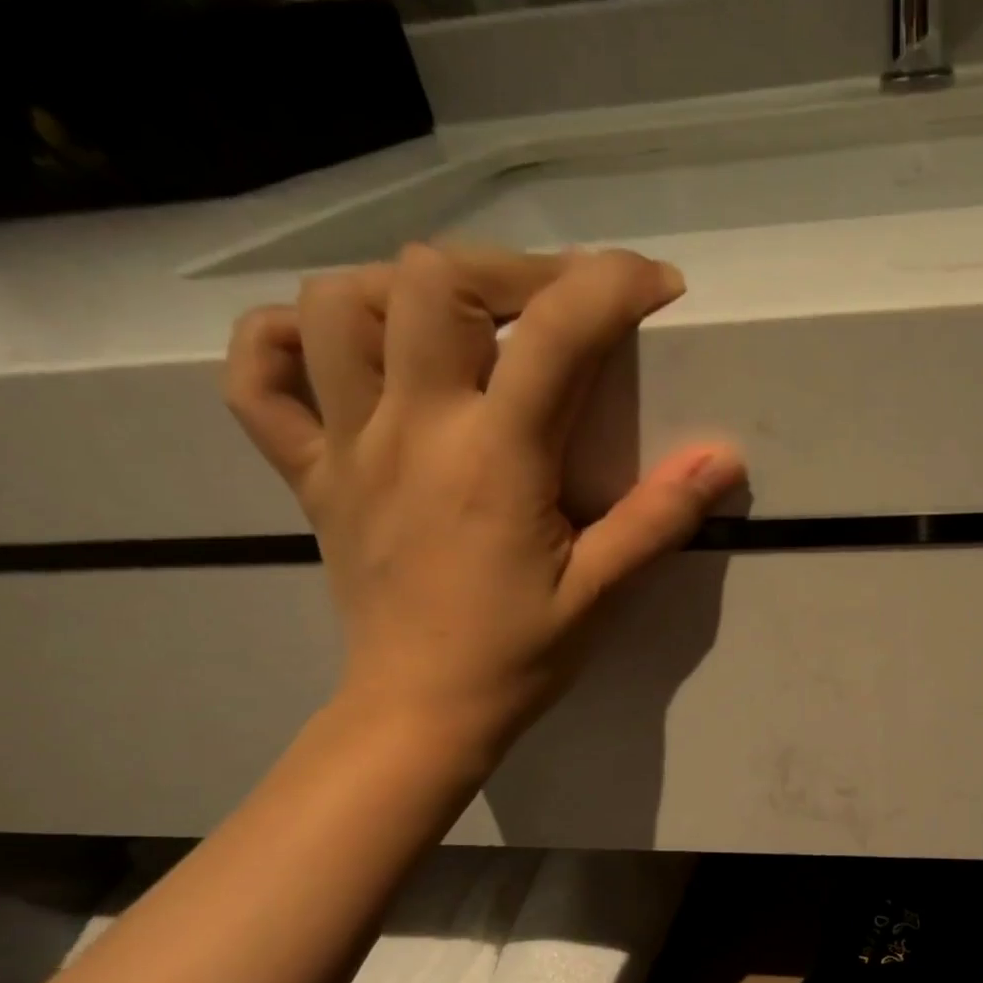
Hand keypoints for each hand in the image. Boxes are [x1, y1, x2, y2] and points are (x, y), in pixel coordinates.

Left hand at [222, 243, 743, 767]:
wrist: (421, 713)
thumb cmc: (517, 657)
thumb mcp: (600, 593)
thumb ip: (658, 519)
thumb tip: (723, 459)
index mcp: (494, 459)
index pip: (555, 332)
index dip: (613, 285)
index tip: (656, 289)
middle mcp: (412, 430)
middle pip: (433, 279)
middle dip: (510, 269)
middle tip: (558, 309)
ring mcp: (348, 447)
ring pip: (341, 304)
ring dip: (409, 291)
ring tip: (464, 328)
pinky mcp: (310, 475)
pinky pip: (260, 379)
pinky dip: (288, 341)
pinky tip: (341, 353)